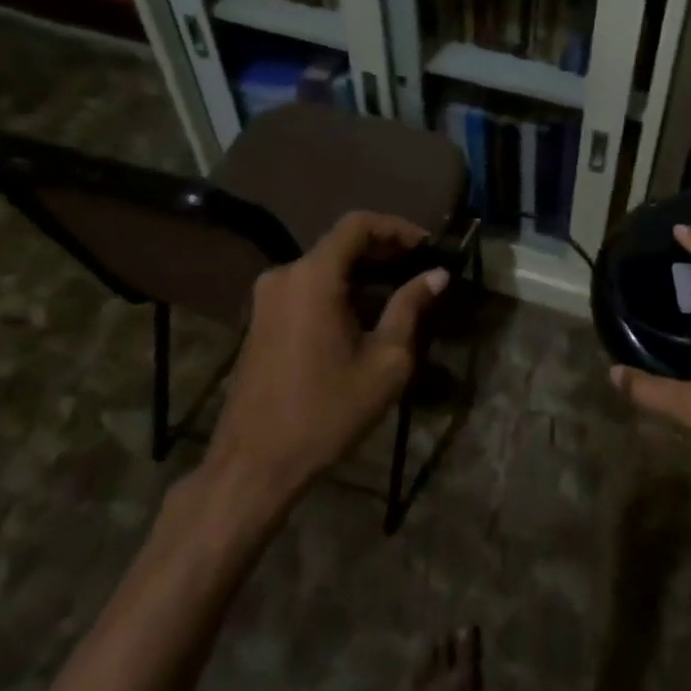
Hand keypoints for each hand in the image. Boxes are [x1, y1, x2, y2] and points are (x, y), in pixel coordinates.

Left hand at [208, 211, 447, 502]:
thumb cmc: (326, 412)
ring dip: (363, 272)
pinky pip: (307, 287)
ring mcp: (267, 297)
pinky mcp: (261, 319)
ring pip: (325, 266)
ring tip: (401, 293)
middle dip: (384, 251)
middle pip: (341, 243)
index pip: (358, 224)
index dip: (397, 228)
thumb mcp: (385, 362)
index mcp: (313, 277)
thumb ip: (410, 308)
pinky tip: (366, 314)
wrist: (254, 465)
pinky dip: (340, 289)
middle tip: (421, 269)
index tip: (428, 247)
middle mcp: (285, 275)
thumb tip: (436, 275)